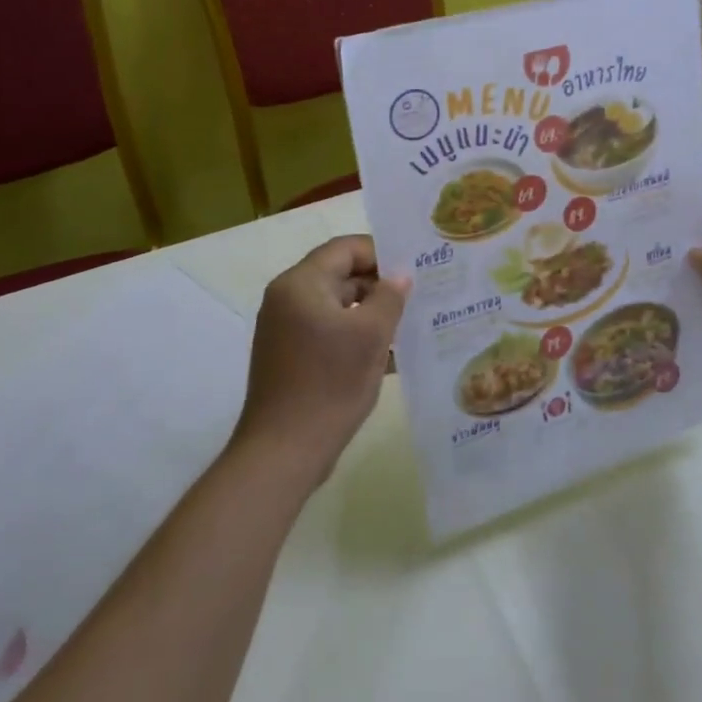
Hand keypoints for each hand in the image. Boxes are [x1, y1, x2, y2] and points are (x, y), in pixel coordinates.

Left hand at [232, 236, 408, 483]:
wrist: (283, 452)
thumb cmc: (329, 384)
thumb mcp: (371, 335)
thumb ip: (389, 297)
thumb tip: (400, 276)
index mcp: (300, 284)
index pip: (345, 248)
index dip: (382, 253)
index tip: (414, 268)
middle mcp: (286, 299)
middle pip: (340, 275)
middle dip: (379, 285)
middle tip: (418, 296)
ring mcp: (285, 330)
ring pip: (336, 306)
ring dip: (370, 313)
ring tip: (409, 325)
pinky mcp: (289, 357)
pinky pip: (327, 332)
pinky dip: (354, 336)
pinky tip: (387, 355)